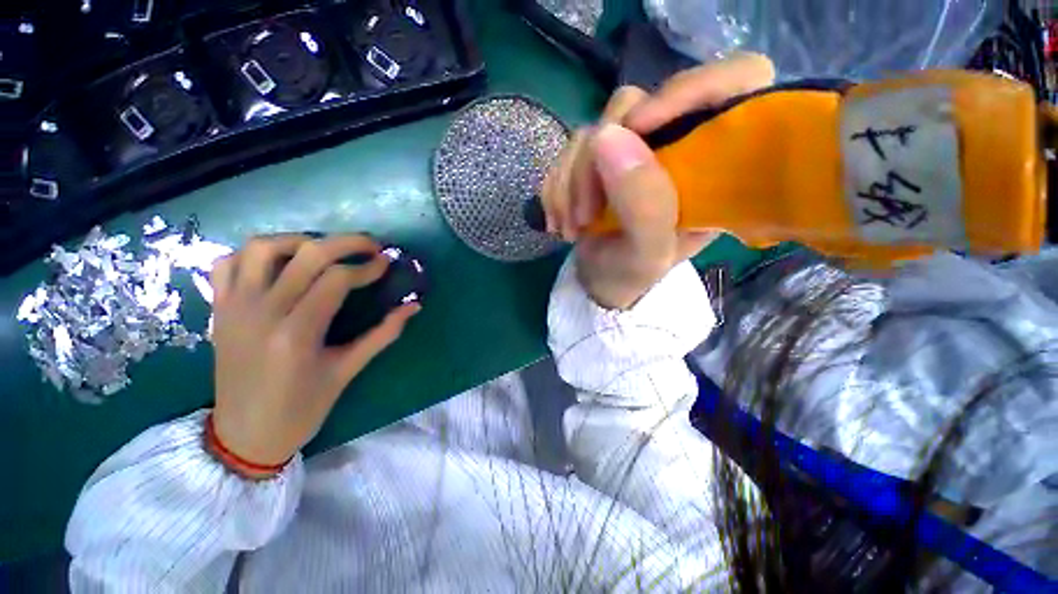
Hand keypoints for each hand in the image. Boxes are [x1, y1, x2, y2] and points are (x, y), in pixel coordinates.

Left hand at [209, 234, 419, 476]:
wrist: (245, 435)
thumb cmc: (302, 408)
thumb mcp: (348, 370)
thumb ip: (383, 334)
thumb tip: (413, 307)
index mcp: (297, 334)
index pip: (336, 279)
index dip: (368, 268)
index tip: (387, 263)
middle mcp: (261, 312)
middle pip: (306, 254)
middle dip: (346, 242)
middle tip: (371, 245)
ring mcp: (234, 307)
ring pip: (261, 248)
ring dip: (299, 240)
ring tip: (325, 251)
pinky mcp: (219, 309)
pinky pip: (229, 264)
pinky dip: (256, 254)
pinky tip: (281, 264)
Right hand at [540, 54, 774, 309]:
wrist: (600, 281)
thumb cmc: (634, 275)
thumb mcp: (647, 254)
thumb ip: (643, 204)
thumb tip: (607, 136)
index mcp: (713, 165)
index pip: (736, 81)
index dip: (693, 88)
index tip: (640, 126)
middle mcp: (674, 144)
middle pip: (637, 105)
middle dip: (596, 163)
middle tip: (586, 214)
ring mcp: (632, 148)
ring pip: (594, 130)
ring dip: (571, 182)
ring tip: (572, 227)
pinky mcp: (600, 157)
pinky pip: (569, 150)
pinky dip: (558, 186)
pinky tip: (560, 220)